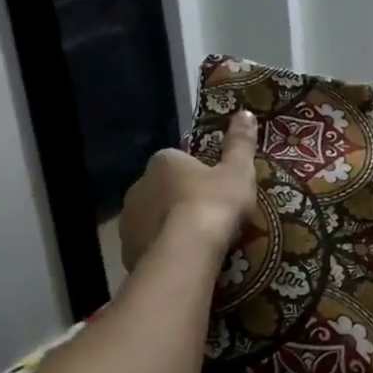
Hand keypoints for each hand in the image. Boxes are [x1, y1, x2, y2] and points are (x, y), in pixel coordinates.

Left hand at [119, 111, 258, 270]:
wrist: (187, 252)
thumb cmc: (214, 204)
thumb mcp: (238, 171)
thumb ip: (240, 143)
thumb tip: (246, 113)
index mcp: (163, 161)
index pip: (178, 161)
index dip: (197, 175)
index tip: (215, 191)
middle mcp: (138, 185)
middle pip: (162, 190)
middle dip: (178, 200)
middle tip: (208, 218)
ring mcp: (129, 219)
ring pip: (152, 218)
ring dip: (168, 226)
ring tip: (196, 243)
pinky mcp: (126, 249)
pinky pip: (147, 245)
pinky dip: (161, 250)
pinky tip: (181, 259)